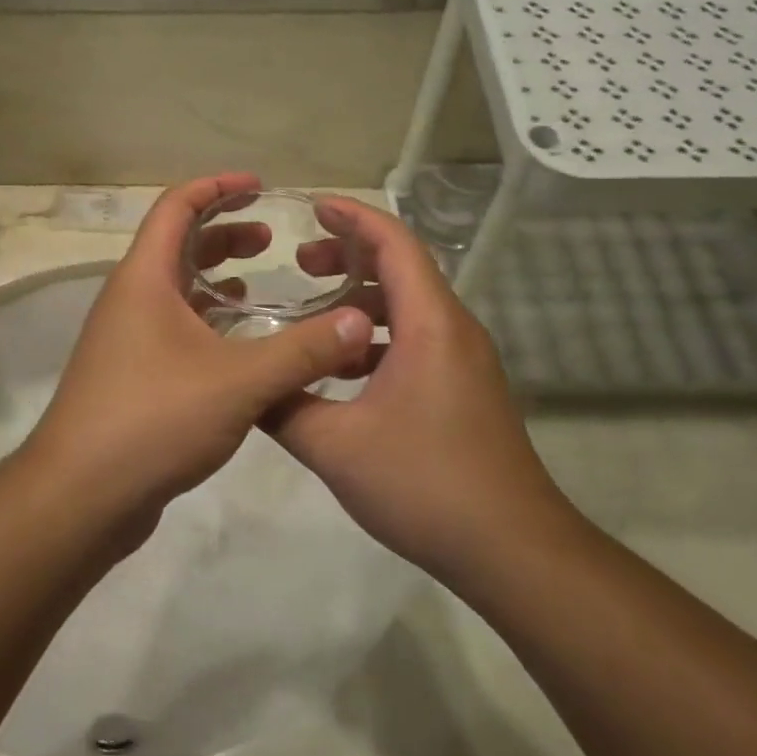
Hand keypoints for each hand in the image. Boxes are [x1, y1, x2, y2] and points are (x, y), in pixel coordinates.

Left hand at [22, 174, 373, 528]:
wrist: (80, 497)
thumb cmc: (154, 420)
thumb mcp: (239, 382)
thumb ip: (303, 350)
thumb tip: (359, 321)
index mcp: (144, 279)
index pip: (176, 207)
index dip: (217, 187)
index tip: (259, 185)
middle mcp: (129, 300)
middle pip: (176, 245)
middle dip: (224, 233)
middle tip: (271, 238)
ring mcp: (126, 339)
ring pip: (176, 290)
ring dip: (216, 279)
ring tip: (262, 283)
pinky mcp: (131, 376)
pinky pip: (174, 328)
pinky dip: (207, 321)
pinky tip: (238, 344)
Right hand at [266, 197, 576, 581]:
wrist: (511, 549)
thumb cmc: (424, 483)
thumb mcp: (335, 446)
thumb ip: (283, 406)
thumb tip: (246, 386)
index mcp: (430, 324)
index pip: (393, 244)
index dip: (351, 218)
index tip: (310, 207)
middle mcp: (453, 330)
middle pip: (402, 269)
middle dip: (349, 256)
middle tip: (299, 262)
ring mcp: (463, 361)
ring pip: (408, 308)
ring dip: (361, 300)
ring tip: (312, 312)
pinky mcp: (463, 389)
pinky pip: (416, 340)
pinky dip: (376, 337)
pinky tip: (341, 369)